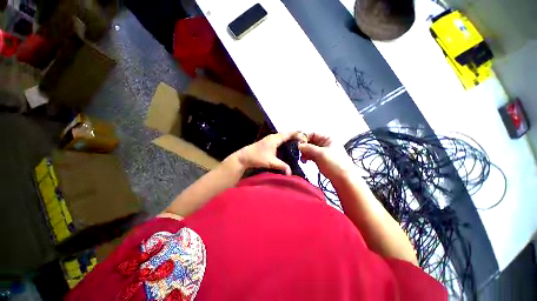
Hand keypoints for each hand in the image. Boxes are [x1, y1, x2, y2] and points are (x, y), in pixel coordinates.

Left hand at [230, 131, 306, 175]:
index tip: (305, 135)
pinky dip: (284, 141)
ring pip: (282, 136)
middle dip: (294, 136)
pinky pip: (278, 139)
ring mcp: (269, 139)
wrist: (243, 157)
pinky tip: (286, 146)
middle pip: (286, 134)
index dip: (297, 134)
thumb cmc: (257, 158)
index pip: (288, 134)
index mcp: (275, 139)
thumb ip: (282, 166)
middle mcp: (273, 137)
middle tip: (303, 140)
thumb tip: (291, 173)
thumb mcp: (271, 162)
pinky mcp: (267, 142)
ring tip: (297, 143)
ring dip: (289, 138)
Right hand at [298, 133, 354, 181]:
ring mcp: (323, 152)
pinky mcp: (321, 160)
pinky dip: (307, 157)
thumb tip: (298, 145)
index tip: (296, 143)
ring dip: (305, 152)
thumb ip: (308, 148)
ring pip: (310, 149)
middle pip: (311, 141)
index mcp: (328, 139)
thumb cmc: (335, 164)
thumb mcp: (321, 153)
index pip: (313, 134)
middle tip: (297, 151)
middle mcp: (325, 144)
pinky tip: (304, 161)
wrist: (344, 180)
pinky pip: (312, 156)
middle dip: (304, 146)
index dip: (304, 137)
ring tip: (301, 158)